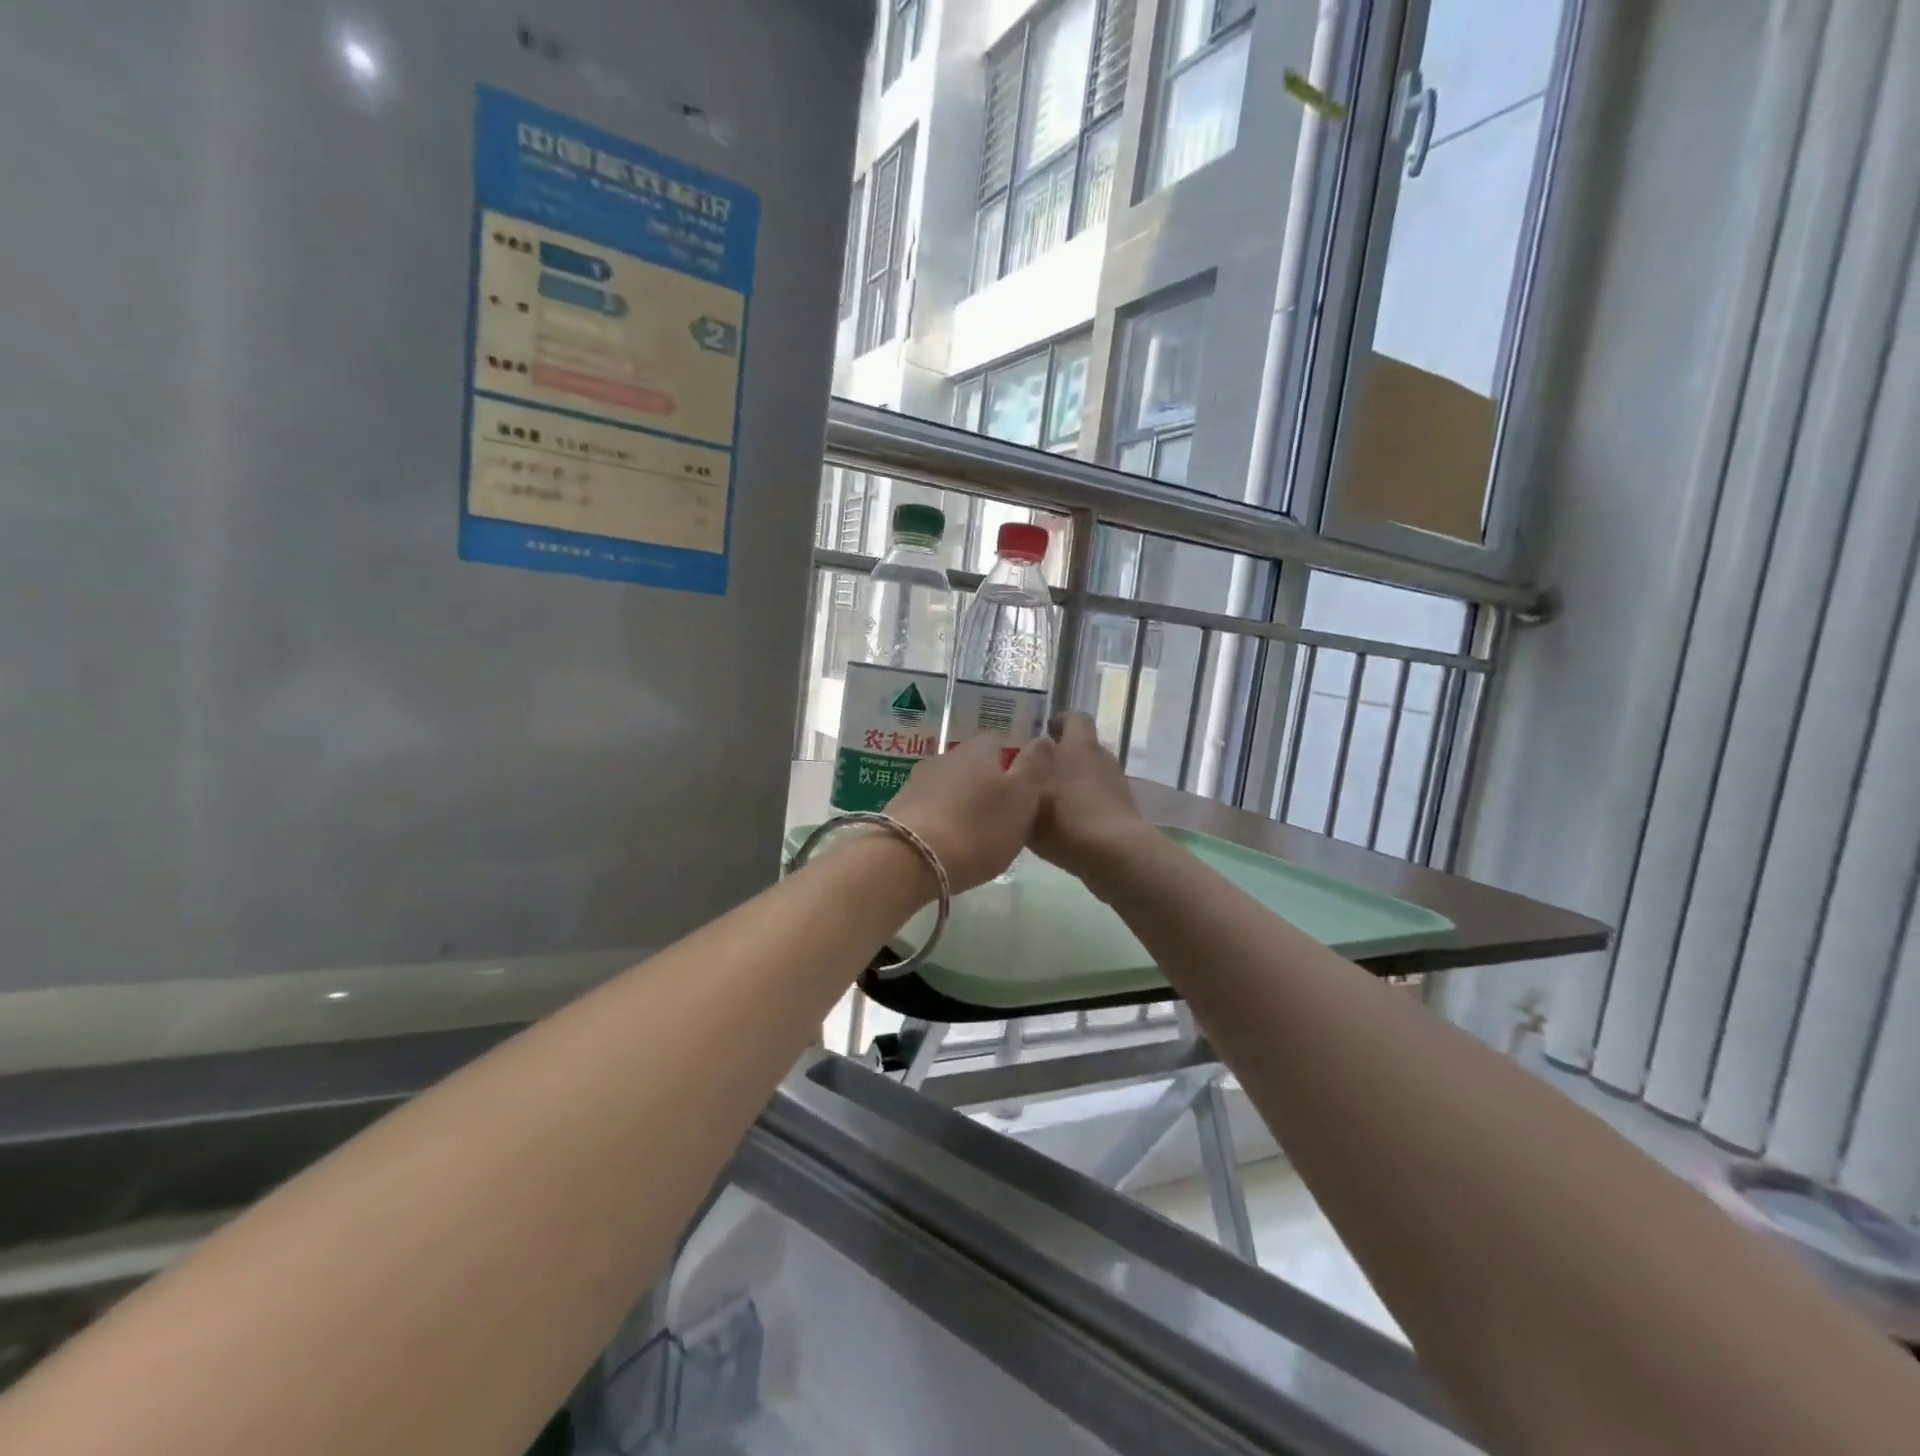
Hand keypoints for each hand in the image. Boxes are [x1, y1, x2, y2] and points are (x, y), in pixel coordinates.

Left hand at [885, 732, 1055, 893]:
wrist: (908, 858)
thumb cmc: (977, 828)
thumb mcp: (1022, 799)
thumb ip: (1035, 767)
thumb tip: (1044, 737)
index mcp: (979, 749)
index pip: (999, 741)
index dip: (1013, 762)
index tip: (1022, 791)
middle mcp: (946, 756)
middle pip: (973, 764)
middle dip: (986, 785)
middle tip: (1002, 816)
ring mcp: (918, 780)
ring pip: (950, 785)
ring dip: (961, 803)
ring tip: (974, 834)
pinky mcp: (900, 807)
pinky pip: (930, 807)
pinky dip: (941, 819)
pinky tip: (947, 842)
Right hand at [1030, 712, 1153, 883]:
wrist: (1114, 855)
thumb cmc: (1066, 818)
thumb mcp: (1028, 797)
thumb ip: (1022, 778)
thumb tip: (1023, 764)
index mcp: (1079, 746)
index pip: (1073, 718)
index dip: (1058, 723)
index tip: (1040, 736)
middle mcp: (1100, 757)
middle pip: (1081, 748)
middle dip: (1060, 758)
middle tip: (1036, 774)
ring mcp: (1116, 784)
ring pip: (1089, 775)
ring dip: (1072, 784)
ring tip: (1048, 805)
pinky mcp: (1123, 810)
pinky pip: (1098, 800)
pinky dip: (1084, 807)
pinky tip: (1066, 827)